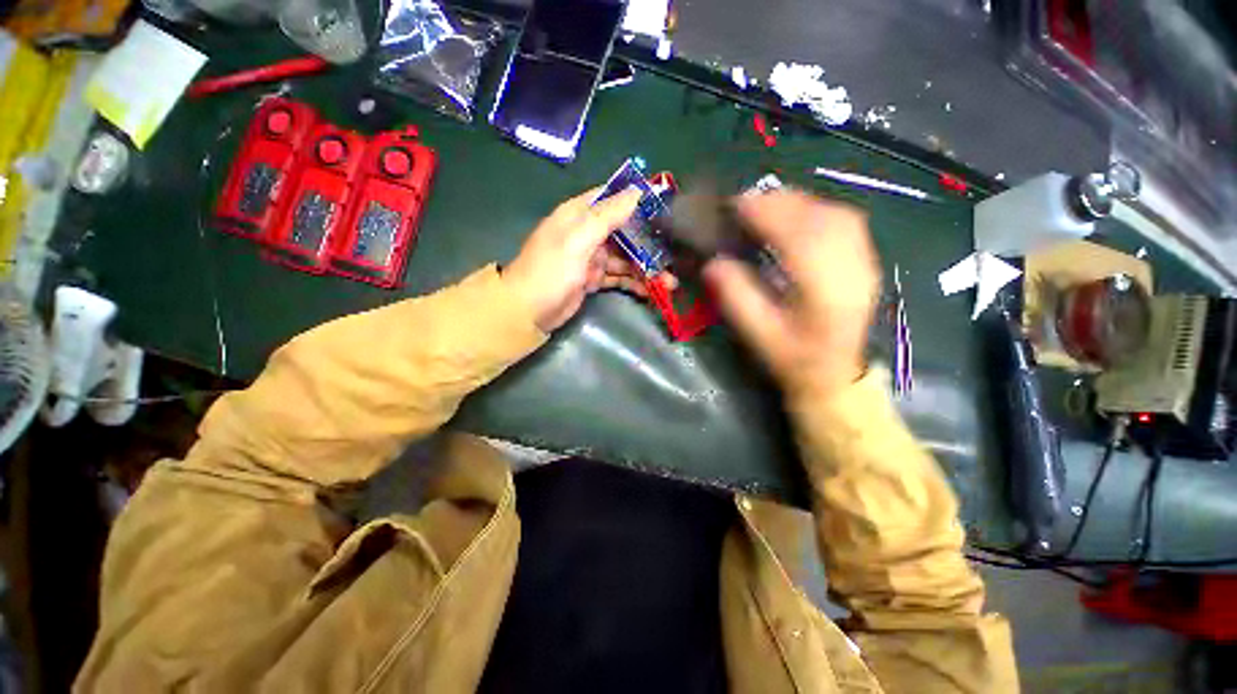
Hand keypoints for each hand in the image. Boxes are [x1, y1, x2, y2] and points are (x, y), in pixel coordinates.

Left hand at [503, 187, 662, 331]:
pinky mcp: (593, 279)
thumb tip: (638, 191)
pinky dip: (634, 283)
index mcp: (579, 214)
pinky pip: (618, 277)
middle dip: (649, 243)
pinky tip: (651, 291)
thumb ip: (607, 216)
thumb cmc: (550, 271)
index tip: (667, 207)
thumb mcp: (577, 240)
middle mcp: (587, 232)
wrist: (527, 312)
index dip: (639, 200)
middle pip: (624, 231)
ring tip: (669, 282)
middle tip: (674, 254)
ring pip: (625, 258)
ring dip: (646, 268)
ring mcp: (591, 257)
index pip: (613, 198)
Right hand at [704, 190, 879, 398]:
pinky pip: (843, 219)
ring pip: (833, 212)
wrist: (836, 376)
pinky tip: (794, 217)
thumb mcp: (757, 334)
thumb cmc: (793, 359)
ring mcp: (864, 260)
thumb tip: (713, 261)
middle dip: (778, 201)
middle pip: (818, 215)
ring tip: (764, 208)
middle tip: (743, 204)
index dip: (765, 213)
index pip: (797, 234)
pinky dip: (814, 210)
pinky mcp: (865, 259)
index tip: (734, 205)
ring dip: (796, 202)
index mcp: (823, 290)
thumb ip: (736, 296)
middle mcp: (851, 267)